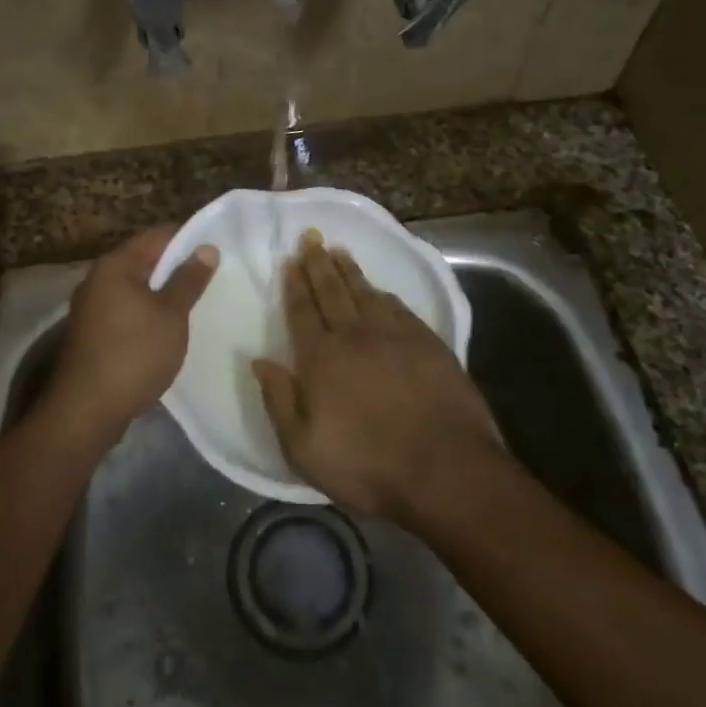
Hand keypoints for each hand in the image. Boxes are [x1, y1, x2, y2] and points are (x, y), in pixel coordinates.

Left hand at [48, 226, 217, 444]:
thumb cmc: (134, 353)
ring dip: (162, 293)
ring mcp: (91, 307)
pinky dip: (148, 313)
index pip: (157, 236)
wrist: (86, 410)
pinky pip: (126, 311)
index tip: (215, 250)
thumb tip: (207, 248)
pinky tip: (168, 329)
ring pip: (135, 288)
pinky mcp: (92, 333)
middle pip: (144, 261)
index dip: (188, 239)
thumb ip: (189, 280)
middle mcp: (98, 279)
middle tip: (212, 277)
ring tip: (195, 302)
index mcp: (115, 265)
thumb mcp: (171, 315)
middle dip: (176, 268)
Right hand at [253, 233, 499, 517]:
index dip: (294, 285)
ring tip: (339, 250)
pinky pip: (398, 306)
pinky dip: (383, 292)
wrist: (446, 470)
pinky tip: (379, 289)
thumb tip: (259, 360)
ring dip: (350, 270)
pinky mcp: (428, 343)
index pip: (303, 311)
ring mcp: (396, 336)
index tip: (290, 260)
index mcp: (322, 358)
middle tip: (311, 236)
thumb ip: (279, 400)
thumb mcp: (304, 448)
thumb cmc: (368, 465)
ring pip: (366, 292)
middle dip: (318, 263)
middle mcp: (356, 336)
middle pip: (332, 291)